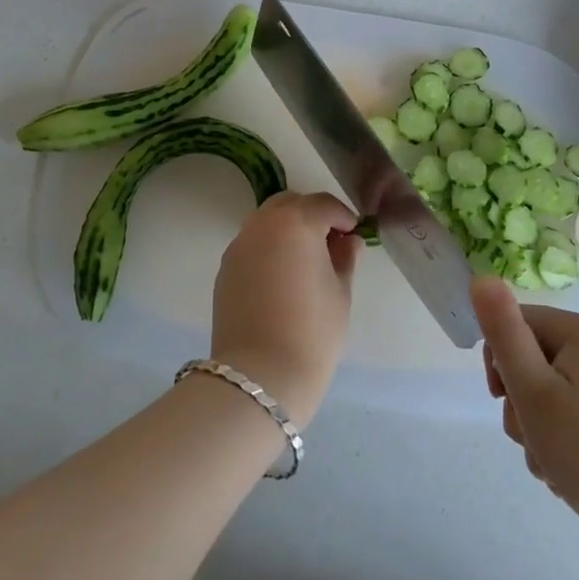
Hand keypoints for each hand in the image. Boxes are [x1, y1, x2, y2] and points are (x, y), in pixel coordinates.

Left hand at [210, 192, 362, 426]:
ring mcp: (238, 245)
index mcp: (295, 222)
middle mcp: (262, 224)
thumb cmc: (312, 332)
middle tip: (330, 244)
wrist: (260, 375)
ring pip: (266, 221)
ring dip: (287, 230)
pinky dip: (269, 249)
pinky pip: (252, 245)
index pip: (324, 204)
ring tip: (304, 262)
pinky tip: (281, 279)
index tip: (354, 236)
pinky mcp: (225, 268)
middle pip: (290, 204)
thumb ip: (345, 258)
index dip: (343, 217)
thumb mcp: (341, 292)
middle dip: (312, 215)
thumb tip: (348, 240)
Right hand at [472, 277, 578, 552]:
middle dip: (523, 402)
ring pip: (561, 393)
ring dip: (544, 428)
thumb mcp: (534, 392)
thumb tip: (481, 277)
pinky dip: (574, 440)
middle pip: (539, 360)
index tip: (504, 403)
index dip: (500, 363)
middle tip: (533, 442)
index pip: (518, 324)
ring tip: (555, 468)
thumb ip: (504, 333)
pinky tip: (578, 475)